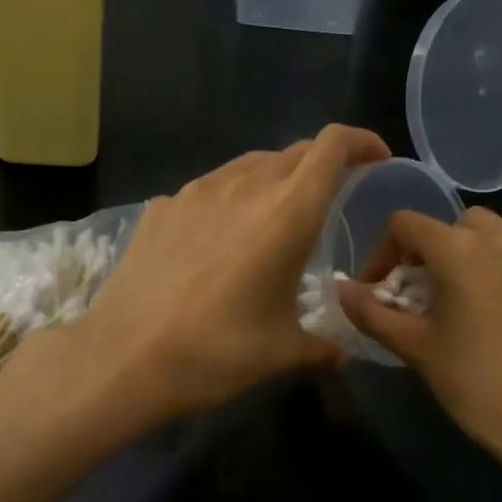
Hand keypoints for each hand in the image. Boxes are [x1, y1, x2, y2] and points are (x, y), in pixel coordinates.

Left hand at [77, 124, 389, 424]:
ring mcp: (196, 192)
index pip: (332, 146)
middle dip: (322, 166)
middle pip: (294, 152)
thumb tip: (342, 351)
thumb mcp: (282, 352)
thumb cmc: (217, 352)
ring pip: (249, 166)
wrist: (125, 358)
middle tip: (330, 201)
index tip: (376, 161)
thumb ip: (322, 346)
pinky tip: (220, 240)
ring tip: (275, 219)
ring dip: (275, 180)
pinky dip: (230, 200)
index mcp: (287, 212)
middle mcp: (244, 186)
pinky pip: (210, 188)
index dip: (361, 143)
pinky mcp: (162, 207)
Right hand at [337, 207, 501, 475]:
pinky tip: (495, 318)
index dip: (382, 253)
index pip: (406, 224)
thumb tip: (341, 291)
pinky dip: (497, 271)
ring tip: (456, 305)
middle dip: (428, 251)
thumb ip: (372, 313)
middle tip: (419, 295)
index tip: (378, 291)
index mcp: (460, 249)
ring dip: (464, 257)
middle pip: (452, 224)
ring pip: (490, 237)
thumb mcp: (415, 348)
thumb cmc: (476, 382)